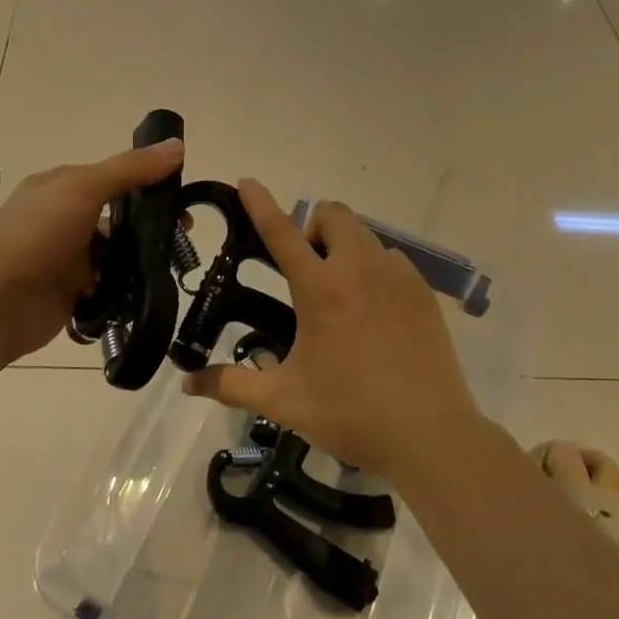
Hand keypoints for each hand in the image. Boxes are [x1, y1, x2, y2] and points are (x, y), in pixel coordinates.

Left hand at [0, 138, 183, 366]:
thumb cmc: (33, 234)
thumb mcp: (83, 188)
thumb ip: (130, 170)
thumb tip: (178, 145)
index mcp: (65, 187)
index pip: (117, 178)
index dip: (152, 184)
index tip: (185, 197)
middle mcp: (67, 220)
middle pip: (121, 218)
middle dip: (153, 226)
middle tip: (185, 238)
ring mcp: (70, 260)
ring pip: (118, 255)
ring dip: (144, 260)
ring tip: (175, 267)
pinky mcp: (74, 296)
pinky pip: (111, 289)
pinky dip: (129, 290)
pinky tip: (152, 292)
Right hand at [183, 179, 483, 479]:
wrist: (430, 436)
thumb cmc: (350, 414)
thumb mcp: (284, 401)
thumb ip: (233, 386)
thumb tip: (189, 383)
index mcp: (321, 290)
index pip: (282, 232)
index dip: (260, 204)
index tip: (247, 183)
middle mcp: (360, 270)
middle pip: (334, 215)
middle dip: (313, 227)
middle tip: (305, 269)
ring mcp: (398, 278)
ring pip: (366, 236)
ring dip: (344, 248)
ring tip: (341, 293)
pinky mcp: (424, 293)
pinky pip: (393, 260)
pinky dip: (375, 268)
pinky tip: (374, 310)